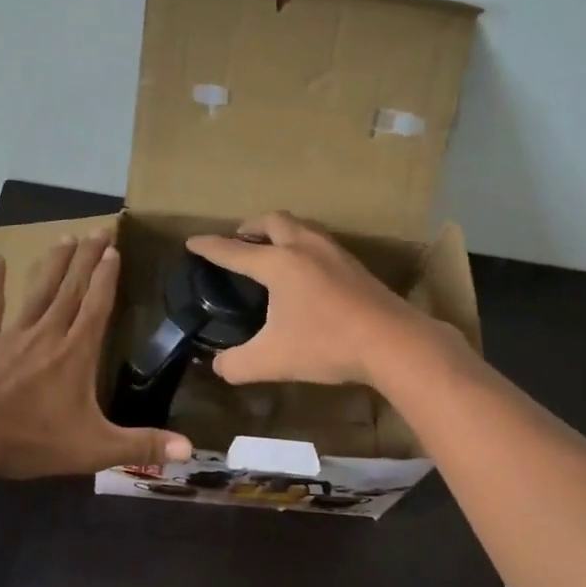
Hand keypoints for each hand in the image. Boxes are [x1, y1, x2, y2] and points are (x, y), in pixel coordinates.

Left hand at [0, 232, 191, 479]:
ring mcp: (11, 334)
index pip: (97, 307)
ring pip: (38, 291)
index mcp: (75, 353)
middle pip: (72, 289)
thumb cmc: (30, 442)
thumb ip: (141, 446)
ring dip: (54, 263)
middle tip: (98, 228)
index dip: (107, 278)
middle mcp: (47, 334)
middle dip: (87, 258)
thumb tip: (189, 450)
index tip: (115, 250)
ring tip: (65, 237)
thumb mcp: (94, 449)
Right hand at [185, 212, 439, 387]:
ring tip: (271, 252)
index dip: (210, 247)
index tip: (192, 242)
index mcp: (278, 264)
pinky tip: (307, 272)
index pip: (234, 251)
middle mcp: (305, 248)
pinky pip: (320, 243)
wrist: (393, 343)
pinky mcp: (356, 266)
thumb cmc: (326, 345)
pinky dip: (302, 246)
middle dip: (249, 227)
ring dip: (280, 232)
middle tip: (238, 240)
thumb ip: (236, 364)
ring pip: (301, 228)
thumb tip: (219, 366)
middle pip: (272, 221)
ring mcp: (335, 253)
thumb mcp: (271, 361)